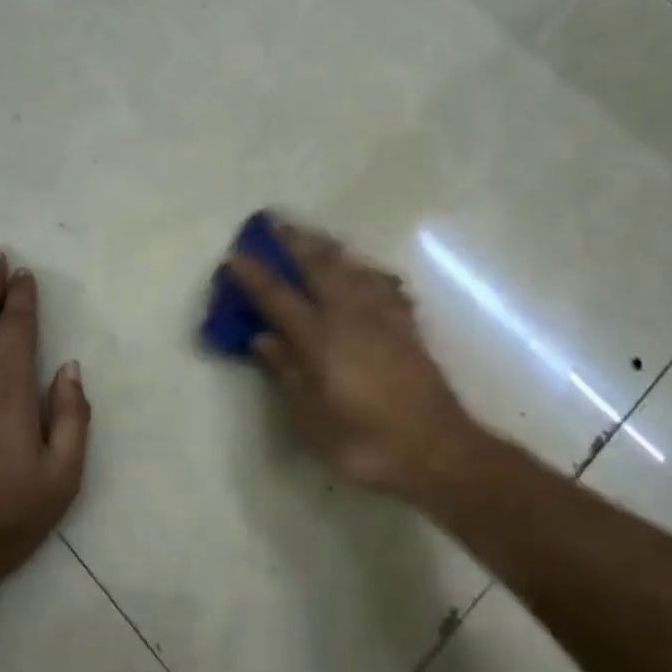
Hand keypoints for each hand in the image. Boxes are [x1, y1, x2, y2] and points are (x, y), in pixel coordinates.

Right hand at [227, 220, 482, 506]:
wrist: (436, 448)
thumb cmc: (365, 442)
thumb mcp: (311, 420)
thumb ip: (286, 373)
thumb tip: (262, 338)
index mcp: (320, 338)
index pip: (278, 297)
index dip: (254, 276)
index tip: (235, 256)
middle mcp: (350, 315)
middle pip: (319, 266)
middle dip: (295, 241)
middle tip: (276, 222)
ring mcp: (383, 316)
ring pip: (352, 267)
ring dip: (329, 248)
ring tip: (316, 238)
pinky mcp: (407, 325)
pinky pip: (384, 284)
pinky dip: (368, 271)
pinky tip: (367, 272)